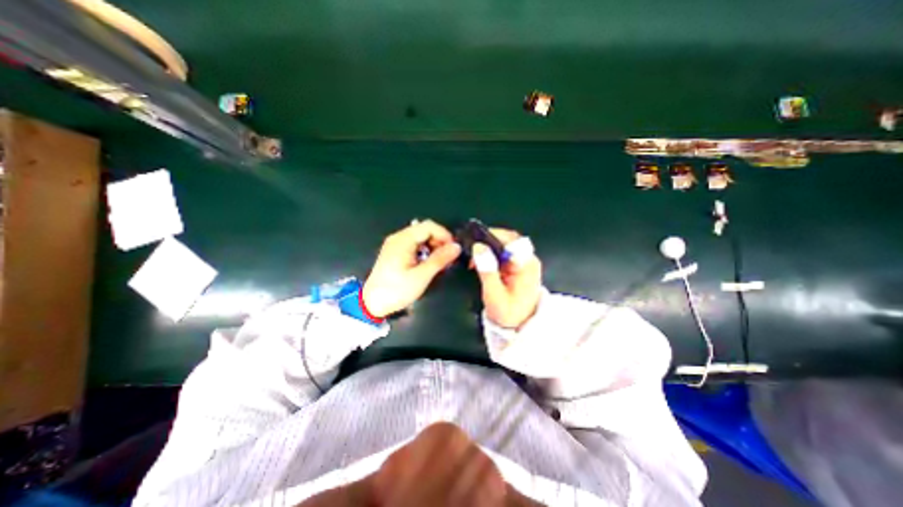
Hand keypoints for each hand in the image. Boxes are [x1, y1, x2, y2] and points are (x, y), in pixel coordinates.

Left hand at [360, 220, 460, 317]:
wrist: (372, 304)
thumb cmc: (397, 290)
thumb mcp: (421, 276)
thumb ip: (440, 259)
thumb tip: (456, 247)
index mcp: (403, 240)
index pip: (429, 226)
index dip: (444, 235)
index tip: (454, 249)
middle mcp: (398, 237)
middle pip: (424, 230)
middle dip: (439, 241)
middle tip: (448, 257)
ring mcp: (395, 244)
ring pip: (420, 237)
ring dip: (433, 246)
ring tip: (440, 261)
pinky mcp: (394, 252)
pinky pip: (413, 244)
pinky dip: (424, 250)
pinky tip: (428, 263)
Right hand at [473, 228, 541, 327]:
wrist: (520, 325)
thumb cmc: (508, 312)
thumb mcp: (494, 294)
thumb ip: (487, 271)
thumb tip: (478, 247)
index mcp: (527, 265)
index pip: (511, 240)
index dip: (493, 236)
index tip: (476, 242)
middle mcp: (528, 259)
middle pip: (509, 238)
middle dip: (489, 240)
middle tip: (472, 249)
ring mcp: (524, 261)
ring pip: (506, 243)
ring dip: (489, 246)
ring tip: (474, 256)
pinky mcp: (518, 264)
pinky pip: (504, 251)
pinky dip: (491, 252)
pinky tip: (481, 260)